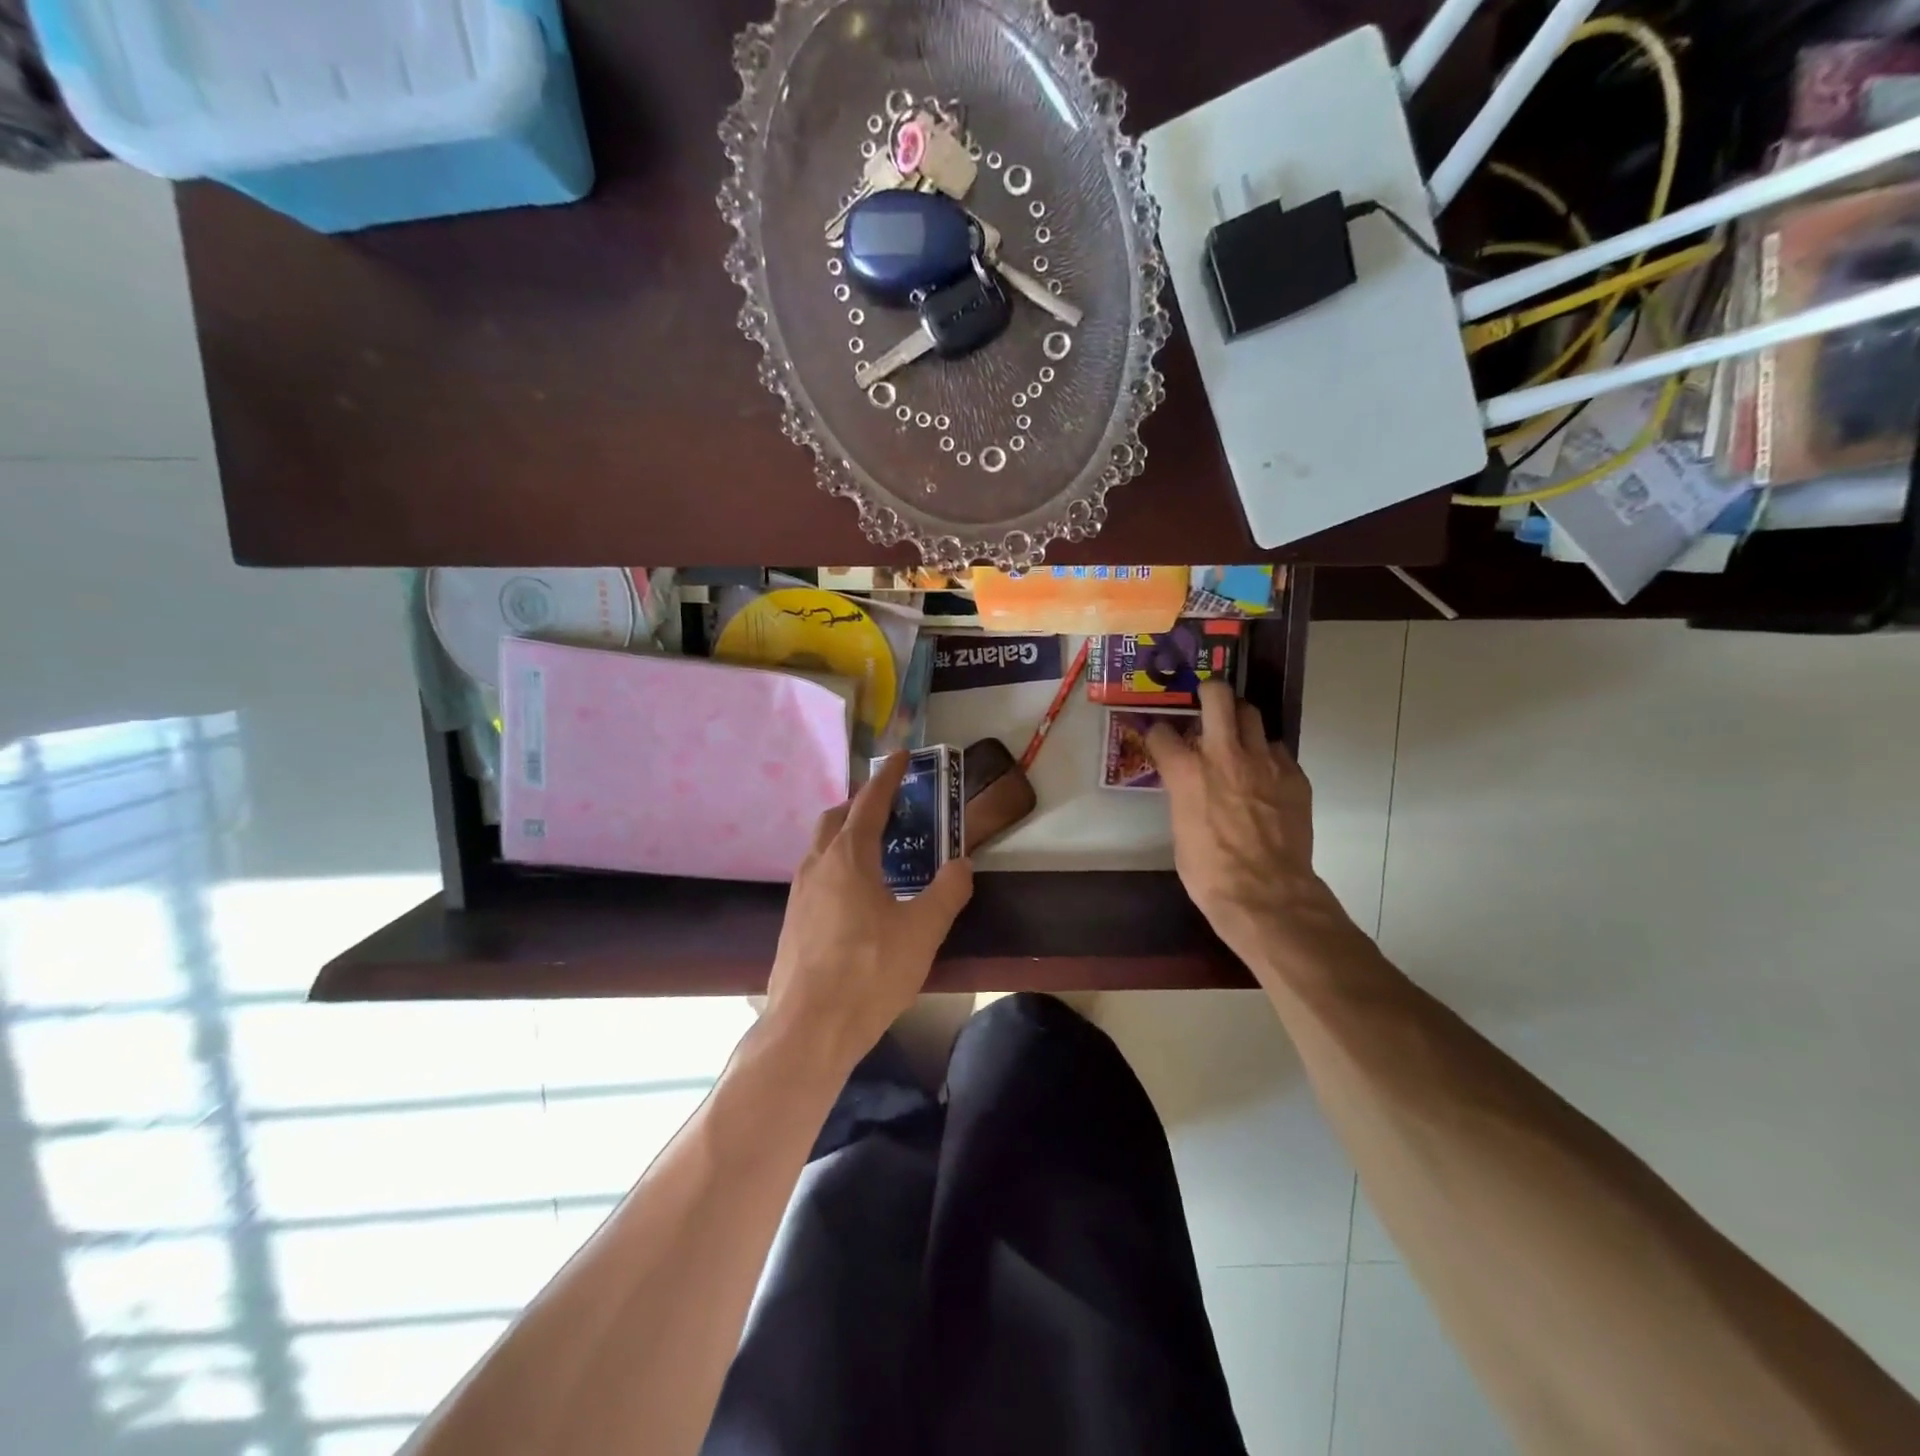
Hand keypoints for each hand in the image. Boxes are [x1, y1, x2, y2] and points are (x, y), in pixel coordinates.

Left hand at [764, 752, 973, 1069]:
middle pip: (835, 818)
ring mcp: (799, 894)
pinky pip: (816, 877)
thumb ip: (947, 892)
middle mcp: (817, 865)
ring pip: (821, 848)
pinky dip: (837, 868)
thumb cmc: (869, 972)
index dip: (888, 776)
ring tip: (878, 854)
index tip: (901, 756)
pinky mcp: (792, 921)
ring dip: (846, 837)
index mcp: (848, 857)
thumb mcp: (923, 931)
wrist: (809, 1028)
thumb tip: (962, 865)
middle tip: (891, 811)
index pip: (869, 802)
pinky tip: (857, 898)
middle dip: (861, 806)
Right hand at [1147, 681, 1344, 962]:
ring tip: (1237, 736)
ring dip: (1240, 720)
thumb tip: (1188, 787)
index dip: (1159, 735)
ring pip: (1252, 714)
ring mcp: (1264, 761)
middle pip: (1218, 696)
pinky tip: (1264, 775)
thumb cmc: (1209, 871)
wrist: (1266, 893)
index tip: (1161, 740)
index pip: (1162, 732)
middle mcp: (1224, 754)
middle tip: (1206, 702)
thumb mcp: (1180, 829)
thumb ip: (1184, 795)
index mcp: (1185, 770)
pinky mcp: (1294, 775)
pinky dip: (1266, 755)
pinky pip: (1277, 749)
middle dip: (1209, 692)